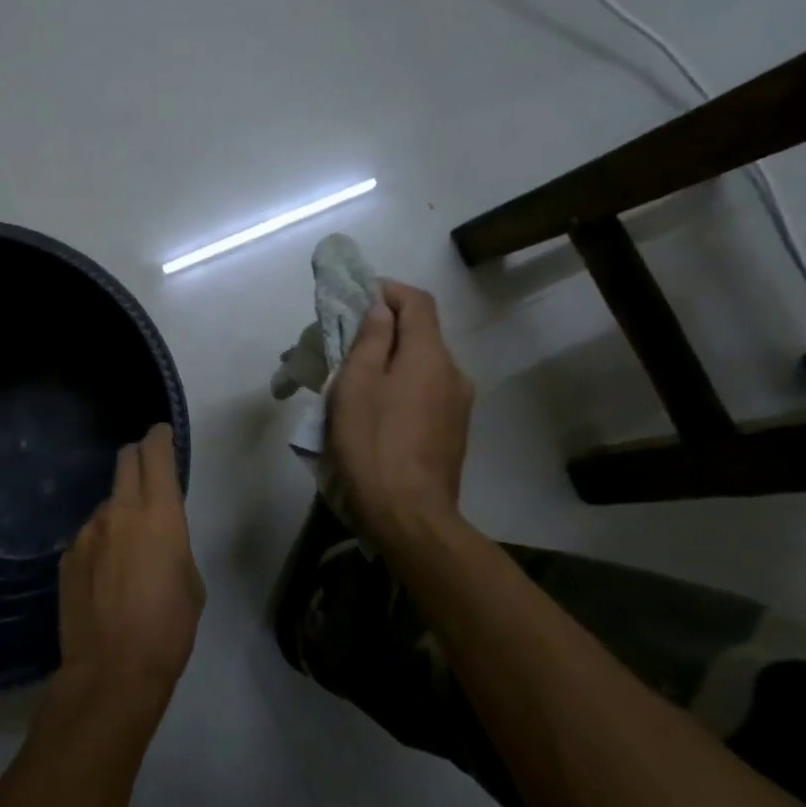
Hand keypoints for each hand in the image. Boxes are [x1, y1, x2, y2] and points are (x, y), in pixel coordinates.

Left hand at [53, 425, 203, 722]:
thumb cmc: (168, 628)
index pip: (156, 454)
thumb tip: (157, 537)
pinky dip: (101, 542)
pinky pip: (89, 535)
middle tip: (149, 474)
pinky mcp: (66, 556)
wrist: (112, 671)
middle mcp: (118, 511)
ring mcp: (87, 532)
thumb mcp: (191, 582)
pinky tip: (105, 577)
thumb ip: (173, 544)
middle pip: (125, 461)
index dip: (160, 438)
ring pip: (106, 503)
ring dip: (119, 511)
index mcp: (159, 514)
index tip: (163, 434)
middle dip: (138, 459)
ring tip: (127, 551)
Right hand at [325, 280, 474, 547]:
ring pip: (423, 366)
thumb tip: (380, 309)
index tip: (357, 296)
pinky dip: (402, 386)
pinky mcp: (454, 432)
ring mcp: (458, 405)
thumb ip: (370, 340)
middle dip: (385, 328)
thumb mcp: (356, 386)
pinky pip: (427, 392)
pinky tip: (378, 411)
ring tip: (357, 380)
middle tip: (347, 342)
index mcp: (430, 356)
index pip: (417, 301)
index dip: (388, 290)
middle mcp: (453, 373)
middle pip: (422, 334)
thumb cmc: (373, 444)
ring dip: (392, 361)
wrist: (410, 516)